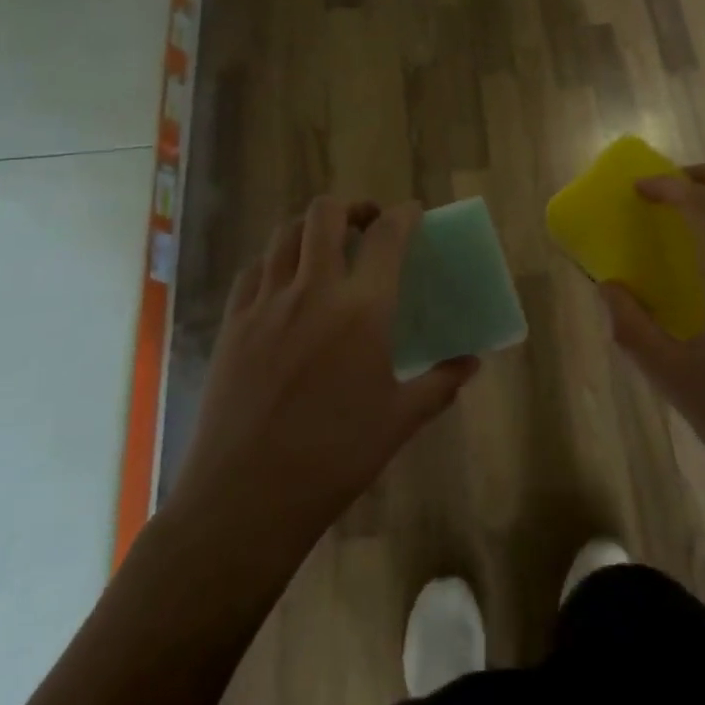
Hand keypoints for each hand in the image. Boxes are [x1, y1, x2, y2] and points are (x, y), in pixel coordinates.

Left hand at [167, 197, 478, 566]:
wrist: (246, 498)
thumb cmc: (334, 458)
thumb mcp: (399, 421)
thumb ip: (440, 383)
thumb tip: (472, 362)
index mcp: (362, 310)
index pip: (388, 236)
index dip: (405, 215)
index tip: (414, 214)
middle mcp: (312, 291)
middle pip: (326, 214)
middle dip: (352, 206)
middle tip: (366, 223)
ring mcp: (266, 303)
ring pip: (285, 233)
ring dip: (311, 227)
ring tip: (326, 246)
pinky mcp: (233, 323)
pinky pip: (254, 270)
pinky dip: (275, 260)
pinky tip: (285, 283)